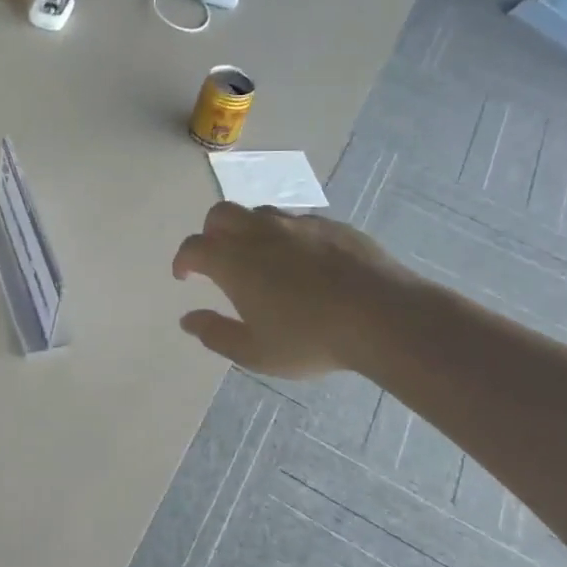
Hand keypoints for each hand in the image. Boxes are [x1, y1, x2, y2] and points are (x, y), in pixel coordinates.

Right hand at [172, 202, 412, 377]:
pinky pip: (297, 222)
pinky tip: (302, 262)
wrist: (382, 316)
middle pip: (221, 215)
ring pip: (260, 214)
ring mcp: (298, 224)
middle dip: (211, 233)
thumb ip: (215, 334)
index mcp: (234, 261)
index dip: (183, 260)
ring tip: (260, 259)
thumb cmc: (310, 339)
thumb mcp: (254, 352)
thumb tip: (188, 320)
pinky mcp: (332, 225)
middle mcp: (260, 232)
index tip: (185, 276)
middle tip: (218, 259)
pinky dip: (286, 236)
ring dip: (248, 230)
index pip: (194, 247)